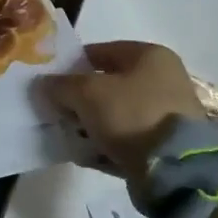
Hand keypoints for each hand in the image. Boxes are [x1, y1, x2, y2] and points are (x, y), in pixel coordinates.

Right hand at [42, 41, 204, 196]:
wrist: (174, 166)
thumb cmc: (131, 114)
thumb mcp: (87, 94)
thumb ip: (61, 85)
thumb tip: (43, 84)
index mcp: (150, 56)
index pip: (102, 51)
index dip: (73, 64)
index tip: (51, 81)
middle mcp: (163, 79)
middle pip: (109, 84)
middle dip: (80, 98)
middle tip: (57, 110)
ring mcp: (167, 112)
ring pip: (116, 112)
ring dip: (91, 122)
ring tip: (69, 136)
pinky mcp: (166, 143)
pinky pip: (126, 137)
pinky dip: (106, 143)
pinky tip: (86, 154)